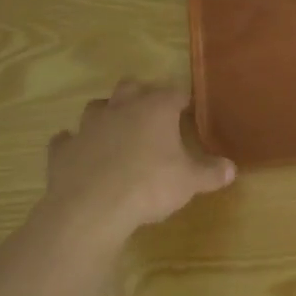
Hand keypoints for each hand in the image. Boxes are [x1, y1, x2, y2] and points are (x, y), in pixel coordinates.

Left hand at [43, 80, 235, 238]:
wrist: (92, 208)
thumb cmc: (148, 186)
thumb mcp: (189, 183)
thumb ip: (211, 173)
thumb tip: (231, 169)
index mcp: (155, 109)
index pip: (174, 93)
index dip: (182, 100)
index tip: (187, 109)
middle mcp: (122, 108)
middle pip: (131, 86)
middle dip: (140, 94)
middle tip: (150, 113)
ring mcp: (89, 126)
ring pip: (96, 106)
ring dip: (106, 114)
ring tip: (115, 130)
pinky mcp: (63, 149)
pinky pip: (66, 139)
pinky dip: (72, 143)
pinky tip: (77, 153)